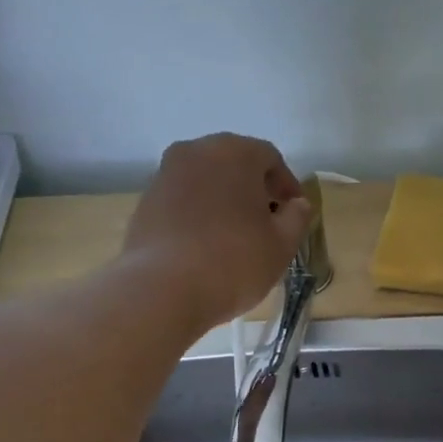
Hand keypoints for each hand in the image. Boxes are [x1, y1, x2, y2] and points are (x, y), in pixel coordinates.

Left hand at [124, 134, 312, 328]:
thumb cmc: (233, 262)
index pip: (270, 158)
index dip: (287, 186)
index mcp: (234, 152)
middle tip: (267, 223)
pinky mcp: (145, 202)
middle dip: (254, 190)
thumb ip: (297, 217)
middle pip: (234, 164)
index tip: (294, 214)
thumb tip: (297, 204)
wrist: (162, 290)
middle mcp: (195, 151)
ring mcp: (165, 175)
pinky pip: (183, 201)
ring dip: (224, 201)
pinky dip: (199, 215)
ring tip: (236, 238)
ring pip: (206, 181)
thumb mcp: (281, 245)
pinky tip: (206, 247)